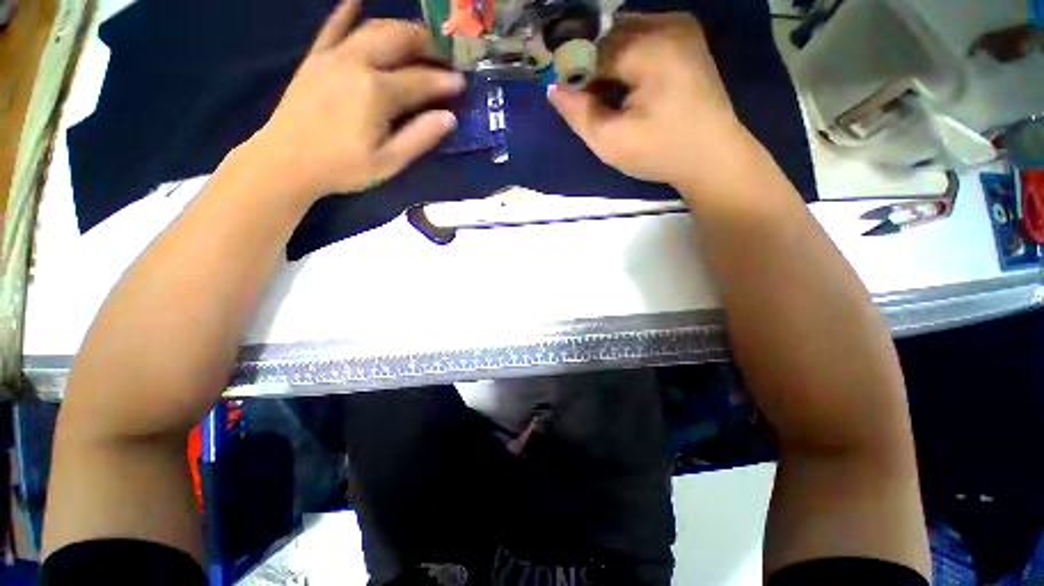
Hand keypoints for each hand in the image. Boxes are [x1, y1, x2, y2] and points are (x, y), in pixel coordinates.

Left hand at [250, 0, 465, 197]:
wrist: (286, 162)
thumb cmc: (343, 167)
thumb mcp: (389, 161)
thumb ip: (419, 137)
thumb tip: (449, 118)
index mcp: (377, 92)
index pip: (421, 80)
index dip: (445, 81)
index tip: (462, 82)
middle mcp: (357, 63)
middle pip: (398, 40)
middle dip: (425, 43)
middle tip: (442, 55)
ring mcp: (333, 57)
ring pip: (372, 29)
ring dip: (398, 28)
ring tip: (416, 38)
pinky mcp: (315, 59)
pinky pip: (332, 28)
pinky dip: (346, 12)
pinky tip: (356, 1)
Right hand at [548, 13, 761, 197]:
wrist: (712, 156)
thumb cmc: (661, 154)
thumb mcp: (611, 142)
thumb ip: (578, 114)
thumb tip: (554, 88)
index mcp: (651, 49)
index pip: (594, 49)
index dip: (573, 72)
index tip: (563, 96)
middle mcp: (668, 25)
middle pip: (608, 35)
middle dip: (589, 65)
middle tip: (583, 99)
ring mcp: (681, 26)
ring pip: (623, 33)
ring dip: (605, 60)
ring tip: (602, 95)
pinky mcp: (685, 36)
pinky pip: (641, 36)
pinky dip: (624, 57)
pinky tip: (623, 84)